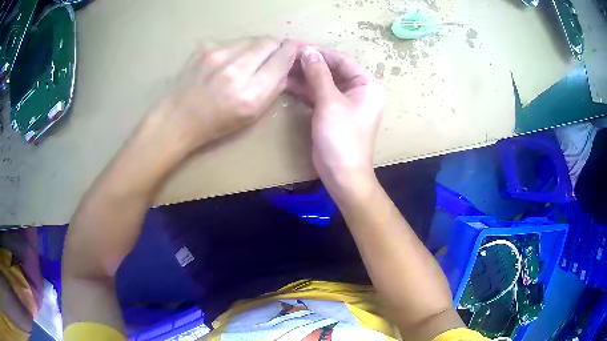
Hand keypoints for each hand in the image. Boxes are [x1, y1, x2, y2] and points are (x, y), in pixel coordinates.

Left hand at [151, 37, 298, 153]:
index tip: (295, 49)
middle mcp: (236, 69)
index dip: (292, 50)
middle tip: (274, 53)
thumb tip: (285, 69)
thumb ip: (273, 90)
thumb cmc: (215, 123)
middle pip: (269, 41)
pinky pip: (232, 41)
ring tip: (251, 58)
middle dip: (276, 45)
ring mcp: (218, 54)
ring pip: (251, 38)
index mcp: (251, 92)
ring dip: (257, 46)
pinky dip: (238, 47)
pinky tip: (230, 60)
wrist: (178, 117)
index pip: (282, 58)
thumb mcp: (251, 116)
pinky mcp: (205, 47)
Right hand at [287, 46, 384, 196]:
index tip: (296, 46)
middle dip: (310, 64)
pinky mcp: (333, 113)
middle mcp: (359, 90)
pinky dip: (305, 90)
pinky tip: (287, 83)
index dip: (319, 53)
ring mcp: (346, 102)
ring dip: (305, 76)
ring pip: (323, 82)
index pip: (341, 60)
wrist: (342, 174)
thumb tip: (307, 50)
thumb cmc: (341, 137)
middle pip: (332, 70)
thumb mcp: (330, 102)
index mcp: (367, 84)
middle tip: (286, 56)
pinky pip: (319, 95)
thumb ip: (318, 73)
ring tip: (283, 67)